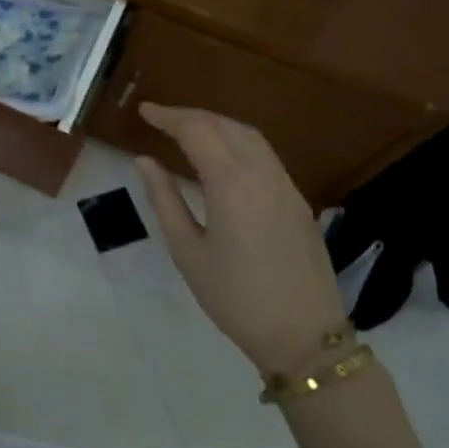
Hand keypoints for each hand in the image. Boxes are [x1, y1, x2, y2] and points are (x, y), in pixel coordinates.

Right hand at [133, 103, 347, 374]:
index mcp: (232, 183)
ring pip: (250, 136)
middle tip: (160, 118)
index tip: (144, 111)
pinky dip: (237, 142)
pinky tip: (220, 157)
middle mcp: (263, 174)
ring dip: (217, 124)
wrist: (305, 336)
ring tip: (187, 131)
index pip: (197, 130)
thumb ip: (164, 199)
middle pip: (226, 125)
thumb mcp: (187, 251)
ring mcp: (286, 186)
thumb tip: (144, 161)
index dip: (168, 116)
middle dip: (191, 115)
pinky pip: (265, 155)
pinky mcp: (298, 201)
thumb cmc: (235, 297)